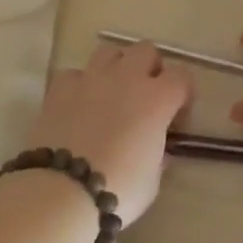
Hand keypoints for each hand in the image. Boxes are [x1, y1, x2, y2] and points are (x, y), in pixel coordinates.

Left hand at [23, 42, 193, 225]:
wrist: (62, 191)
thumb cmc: (118, 188)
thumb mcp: (153, 177)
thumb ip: (158, 153)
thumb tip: (156, 148)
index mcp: (157, 99)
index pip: (182, 77)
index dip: (183, 95)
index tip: (176, 119)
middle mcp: (126, 78)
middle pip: (146, 50)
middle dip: (150, 69)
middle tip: (146, 99)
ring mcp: (90, 79)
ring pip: (109, 52)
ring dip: (116, 68)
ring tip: (112, 95)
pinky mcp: (59, 88)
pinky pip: (75, 73)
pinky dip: (80, 85)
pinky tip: (79, 106)